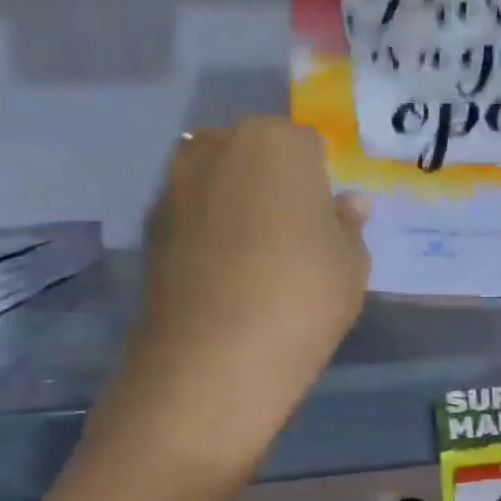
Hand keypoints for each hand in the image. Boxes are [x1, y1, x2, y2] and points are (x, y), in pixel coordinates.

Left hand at [98, 118, 368, 475]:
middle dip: (273, 182)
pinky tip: (222, 274)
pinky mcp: (149, 225)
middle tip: (292, 234)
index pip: (307, 145)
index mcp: (277, 142)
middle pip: (255, 153)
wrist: (215, 358)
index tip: (324, 219)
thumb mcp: (351, 263)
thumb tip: (347, 204)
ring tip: (254, 256)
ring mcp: (175, 184)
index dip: (319, 181)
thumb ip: (348, 225)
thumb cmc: (302, 297)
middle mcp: (218, 146)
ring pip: (218, 181)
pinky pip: (191, 214)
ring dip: (236, 204)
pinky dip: (206, 231)